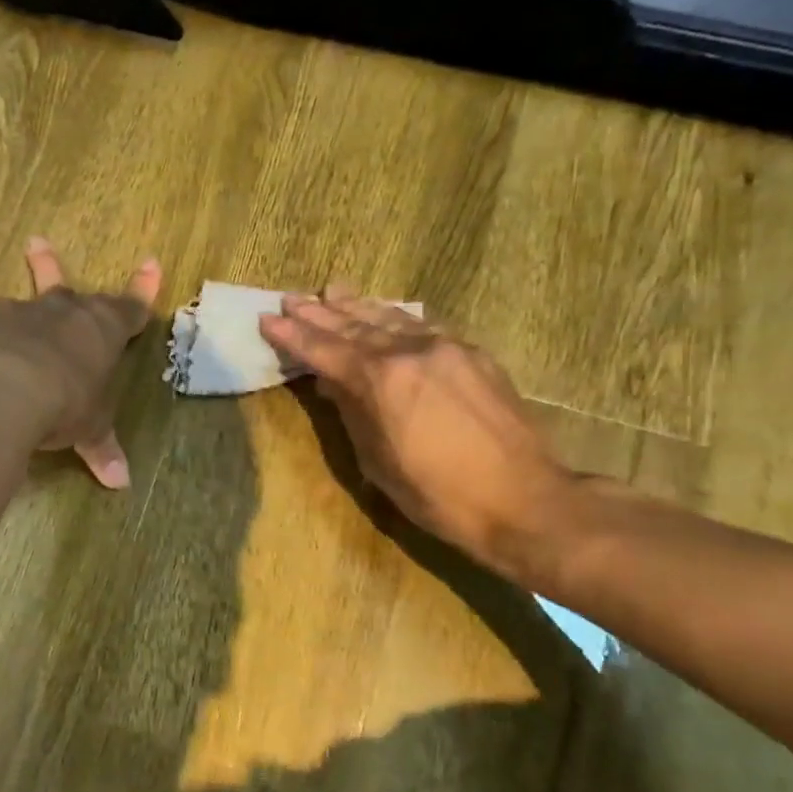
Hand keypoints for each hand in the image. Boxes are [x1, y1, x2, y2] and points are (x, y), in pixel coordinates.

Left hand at [0, 238, 161, 487]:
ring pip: (23, 293)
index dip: (143, 290)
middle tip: (41, 243)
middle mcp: (65, 314)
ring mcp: (24, 315)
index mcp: (103, 332)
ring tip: (8, 258)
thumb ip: (102, 449)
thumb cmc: (65, 404)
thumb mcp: (89, 429)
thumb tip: (121, 484)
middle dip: (57, 268)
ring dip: (24, 274)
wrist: (7, 389)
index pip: (131, 308)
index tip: (151, 264)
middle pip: (69, 287)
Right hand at [259, 287, 578, 586]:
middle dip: (320, 313)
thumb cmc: (439, 495)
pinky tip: (388, 313)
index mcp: (382, 381)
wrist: (524, 500)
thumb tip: (329, 382)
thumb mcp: (378, 462)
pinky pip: (425, 326)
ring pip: (392, 319)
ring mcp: (447, 348)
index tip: (268, 318)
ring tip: (332, 291)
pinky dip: (398, 318)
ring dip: (358, 307)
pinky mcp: (474, 355)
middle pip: (355, 327)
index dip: (293, 335)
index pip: (325, 350)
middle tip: (292, 298)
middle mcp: (412, 352)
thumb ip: (352, 412)